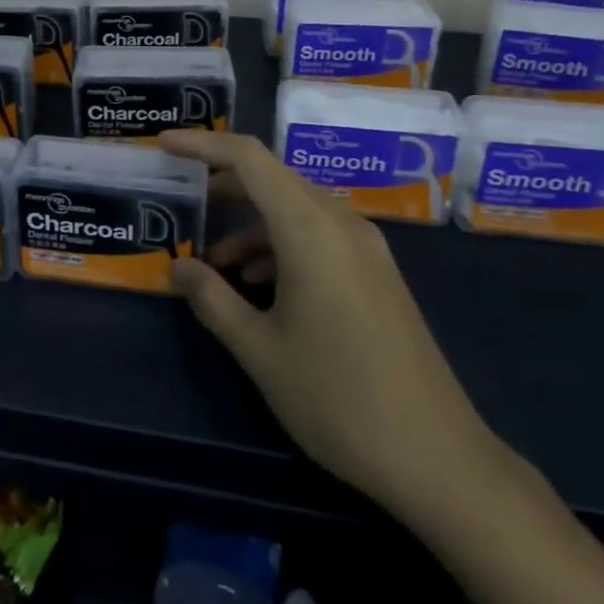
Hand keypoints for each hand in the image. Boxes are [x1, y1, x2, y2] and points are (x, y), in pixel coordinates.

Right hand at [161, 131, 513, 526]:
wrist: (438, 459)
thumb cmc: (338, 399)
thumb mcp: (260, 351)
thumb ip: (212, 299)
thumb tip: (177, 268)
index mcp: (311, 229)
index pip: (249, 158)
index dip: (203, 143)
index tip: (164, 145)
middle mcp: (342, 224)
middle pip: (273, 179)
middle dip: (223, 188)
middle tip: (182, 206)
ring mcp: (366, 248)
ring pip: (295, 210)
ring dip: (251, 226)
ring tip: (214, 267)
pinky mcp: (377, 273)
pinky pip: (319, 236)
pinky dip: (280, 247)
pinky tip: (260, 288)